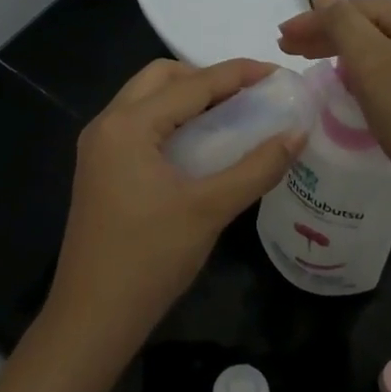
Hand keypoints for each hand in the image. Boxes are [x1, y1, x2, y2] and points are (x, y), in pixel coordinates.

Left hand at [44, 59, 303, 366]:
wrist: (92, 318)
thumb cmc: (150, 259)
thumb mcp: (210, 210)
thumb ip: (257, 168)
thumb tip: (298, 133)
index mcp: (128, 126)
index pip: (192, 84)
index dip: (238, 74)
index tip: (278, 73)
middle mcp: (107, 124)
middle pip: (161, 78)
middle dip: (206, 78)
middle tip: (248, 97)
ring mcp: (97, 148)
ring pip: (146, 99)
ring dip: (187, 98)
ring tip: (230, 116)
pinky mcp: (99, 169)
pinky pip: (138, 125)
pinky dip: (171, 120)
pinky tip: (199, 145)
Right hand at [276, 0, 390, 218]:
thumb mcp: (371, 64)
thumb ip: (341, 23)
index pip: (356, 7)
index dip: (314, 20)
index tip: (279, 37)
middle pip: (368, 23)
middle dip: (325, 35)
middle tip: (286, 48)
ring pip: (377, 45)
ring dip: (341, 51)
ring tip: (306, 59)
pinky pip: (390, 65)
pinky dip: (362, 69)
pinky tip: (344, 78)